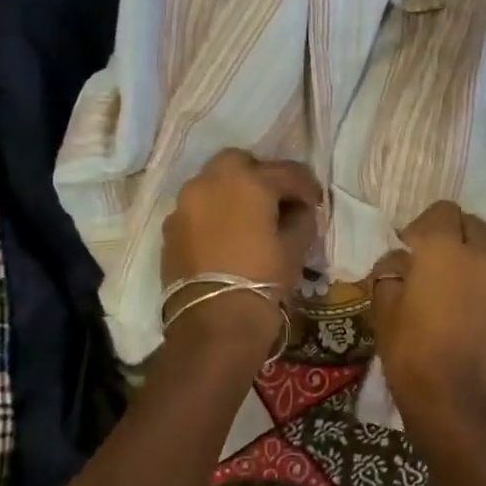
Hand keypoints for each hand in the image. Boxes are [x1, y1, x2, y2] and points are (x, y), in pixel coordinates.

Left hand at [161, 150, 321, 356]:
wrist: (214, 322)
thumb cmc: (263, 279)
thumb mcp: (295, 248)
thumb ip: (301, 219)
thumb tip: (298, 210)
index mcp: (249, 181)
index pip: (287, 172)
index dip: (306, 187)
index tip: (315, 204)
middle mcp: (211, 181)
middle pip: (240, 163)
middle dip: (260, 176)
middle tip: (275, 202)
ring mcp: (185, 203)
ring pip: (213, 183)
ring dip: (232, 193)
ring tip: (248, 220)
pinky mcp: (170, 227)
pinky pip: (197, 208)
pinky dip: (213, 213)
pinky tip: (225, 237)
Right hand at [369, 201, 485, 419]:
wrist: (454, 399)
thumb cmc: (410, 350)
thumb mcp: (385, 306)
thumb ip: (392, 271)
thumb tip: (401, 261)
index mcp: (445, 248)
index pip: (442, 211)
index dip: (424, 226)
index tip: (411, 249)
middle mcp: (485, 254)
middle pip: (473, 225)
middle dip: (454, 236)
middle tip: (437, 264)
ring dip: (478, 257)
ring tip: (461, 285)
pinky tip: (477, 308)